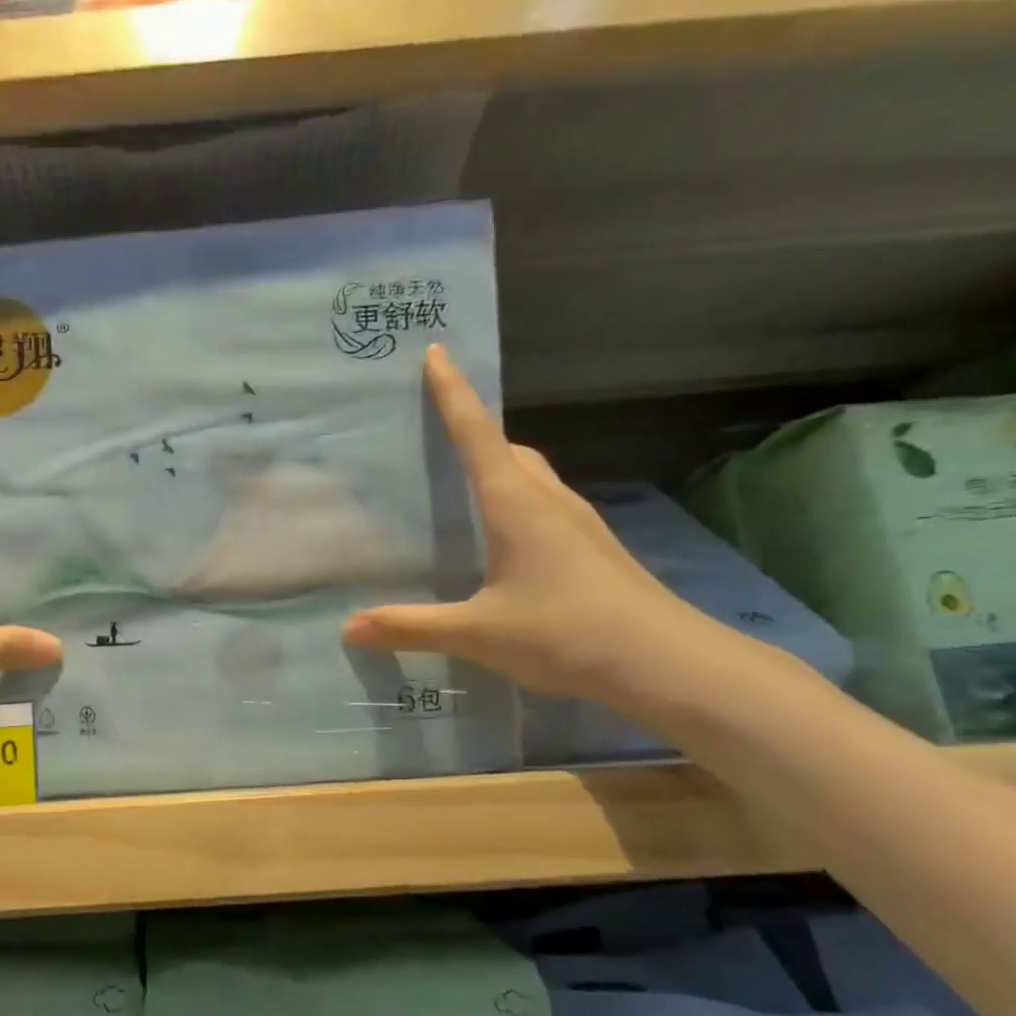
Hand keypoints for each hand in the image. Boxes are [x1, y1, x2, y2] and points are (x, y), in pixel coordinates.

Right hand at [344, 345, 732, 706]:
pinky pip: (544, 505)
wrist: (665, 662)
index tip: (437, 353)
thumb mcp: (478, 632)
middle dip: (474, 431)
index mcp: (515, 504)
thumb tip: (349, 627)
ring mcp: (577, 524)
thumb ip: (411, 626)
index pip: (477, 435)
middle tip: (436, 435)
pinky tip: (502, 541)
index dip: (454, 394)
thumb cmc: (565, 632)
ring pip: (531, 476)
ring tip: (461, 487)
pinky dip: (516, 501)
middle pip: (508, 449)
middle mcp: (548, 502)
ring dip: (499, 466)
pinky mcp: (592, 549)